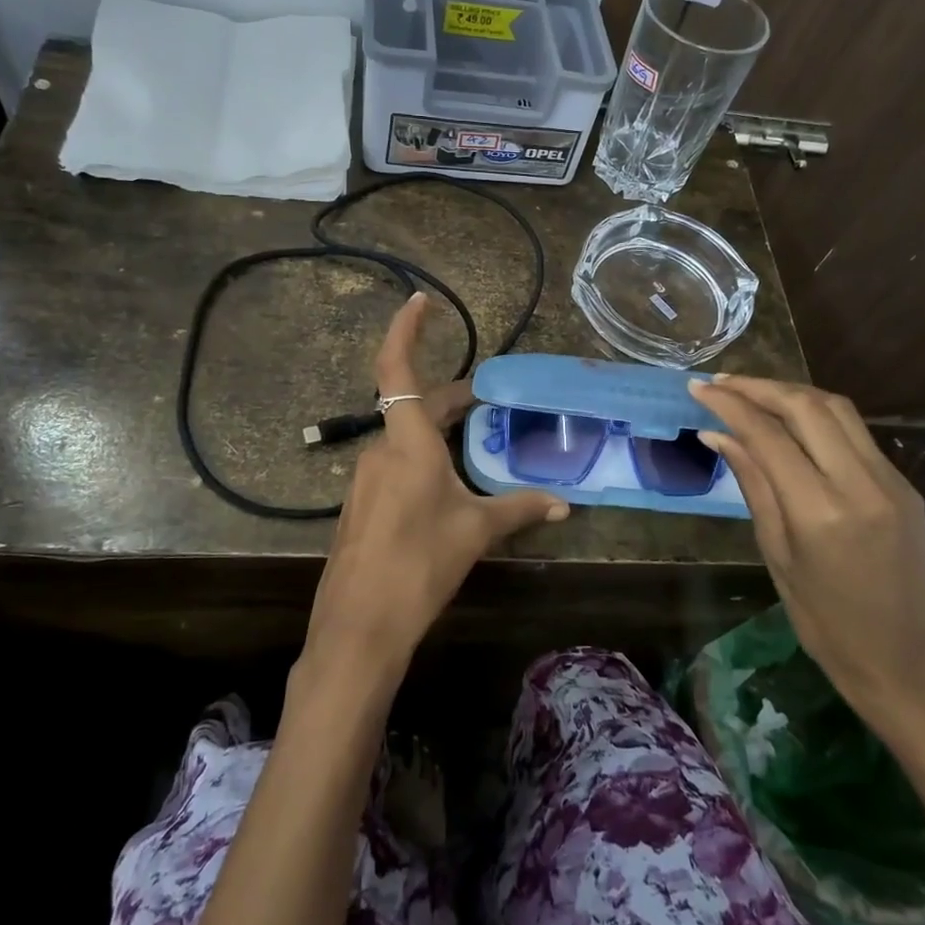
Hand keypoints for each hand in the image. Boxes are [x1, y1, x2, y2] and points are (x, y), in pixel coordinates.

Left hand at [305, 294, 569, 673]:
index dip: (406, 329)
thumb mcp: (476, 532)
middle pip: (413, 405)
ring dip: (436, 430)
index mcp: (407, 442)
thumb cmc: (421, 564)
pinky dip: (422, 459)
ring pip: (404, 437)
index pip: (397, 368)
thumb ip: (519, 509)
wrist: (360, 625)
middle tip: (486, 397)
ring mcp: (365, 478)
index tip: (420, 299)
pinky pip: (394, 465)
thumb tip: (564, 506)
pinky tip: (445, 485)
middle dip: (449, 397)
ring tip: (473, 441)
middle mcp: (380, 450)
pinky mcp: (360, 505)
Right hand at [689, 375, 924, 734]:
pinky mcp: (904, 484)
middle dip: (759, 386)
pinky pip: (855, 432)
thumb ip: (752, 483)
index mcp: (821, 511)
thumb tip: (717, 433)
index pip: (769, 435)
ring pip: (837, 409)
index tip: (698, 388)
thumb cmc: (822, 620)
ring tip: (751, 392)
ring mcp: (890, 480)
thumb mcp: (776, 552)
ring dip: (790, 392)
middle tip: (720, 383)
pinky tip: (790, 420)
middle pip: (807, 406)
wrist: (901, 659)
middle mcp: (861, 484)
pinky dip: (816, 414)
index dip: (730, 405)